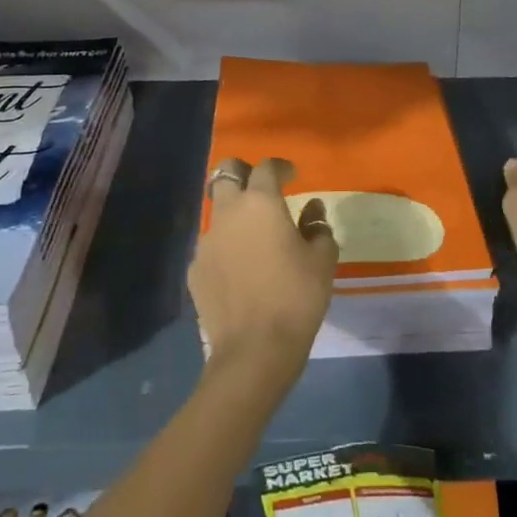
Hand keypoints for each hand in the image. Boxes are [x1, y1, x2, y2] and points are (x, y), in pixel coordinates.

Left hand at [190, 156, 338, 391]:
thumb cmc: (296, 297)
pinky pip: (211, 246)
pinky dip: (225, 247)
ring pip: (217, 211)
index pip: (266, 167)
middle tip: (262, 190)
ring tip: (254, 236)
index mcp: (260, 203)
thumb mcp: (322, 259)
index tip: (292, 175)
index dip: (281, 167)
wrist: (254, 350)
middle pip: (225, 172)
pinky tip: (239, 269)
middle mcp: (228, 213)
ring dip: (234, 213)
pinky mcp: (194, 270)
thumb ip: (318, 227)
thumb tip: (312, 210)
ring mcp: (206, 242)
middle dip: (243, 173)